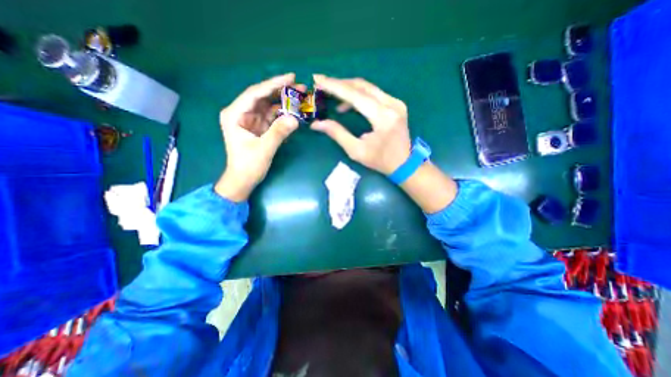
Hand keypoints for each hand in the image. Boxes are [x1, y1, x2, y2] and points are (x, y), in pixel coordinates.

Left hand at [217, 73, 299, 202]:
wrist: (243, 180)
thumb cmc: (248, 165)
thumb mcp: (264, 149)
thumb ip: (279, 132)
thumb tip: (295, 119)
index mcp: (235, 114)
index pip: (255, 93)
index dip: (273, 84)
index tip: (291, 78)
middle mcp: (241, 113)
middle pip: (263, 97)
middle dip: (281, 91)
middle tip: (300, 86)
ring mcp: (251, 120)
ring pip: (268, 105)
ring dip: (284, 101)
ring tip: (300, 97)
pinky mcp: (258, 127)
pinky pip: (272, 116)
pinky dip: (283, 113)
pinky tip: (294, 111)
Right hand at [310, 75, 454, 212]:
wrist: (404, 164)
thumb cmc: (380, 161)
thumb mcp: (356, 151)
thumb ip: (338, 134)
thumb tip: (317, 124)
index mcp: (383, 117)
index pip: (355, 95)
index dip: (335, 86)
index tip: (318, 79)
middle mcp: (391, 105)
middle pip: (362, 86)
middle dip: (340, 84)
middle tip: (322, 85)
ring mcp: (396, 103)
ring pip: (368, 87)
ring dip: (348, 89)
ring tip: (332, 96)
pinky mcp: (396, 104)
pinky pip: (374, 94)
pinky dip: (358, 96)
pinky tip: (348, 105)